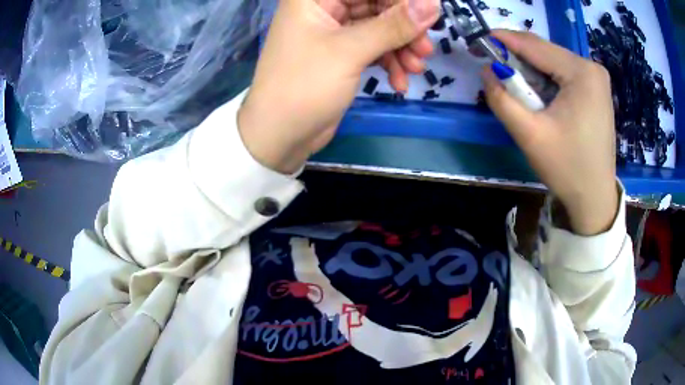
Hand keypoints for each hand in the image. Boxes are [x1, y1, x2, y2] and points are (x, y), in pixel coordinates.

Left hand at [238, 0, 438, 173]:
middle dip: (404, 27)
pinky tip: (399, 82)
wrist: (280, 136)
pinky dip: (389, 62)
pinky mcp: (341, 54)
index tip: (429, 16)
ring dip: (401, 47)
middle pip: (375, 4)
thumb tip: (432, 5)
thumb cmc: (304, 86)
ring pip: (378, 27)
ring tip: (416, 69)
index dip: (400, 1)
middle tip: (426, 49)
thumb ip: (394, 26)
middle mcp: (323, 8)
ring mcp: (333, 32)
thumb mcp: (350, 52)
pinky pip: (373, 48)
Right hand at [482, 30, 617, 235]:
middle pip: (546, 52)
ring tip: (513, 82)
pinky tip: (536, 93)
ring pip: (553, 62)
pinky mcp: (596, 90)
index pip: (535, 45)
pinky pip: (564, 74)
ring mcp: (596, 79)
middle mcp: (592, 69)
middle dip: (517, 56)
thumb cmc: (567, 168)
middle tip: (493, 64)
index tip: (479, 40)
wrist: (594, 198)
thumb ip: (502, 99)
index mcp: (582, 73)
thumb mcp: (529, 135)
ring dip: (530, 69)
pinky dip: (545, 79)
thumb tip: (486, 71)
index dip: (504, 40)